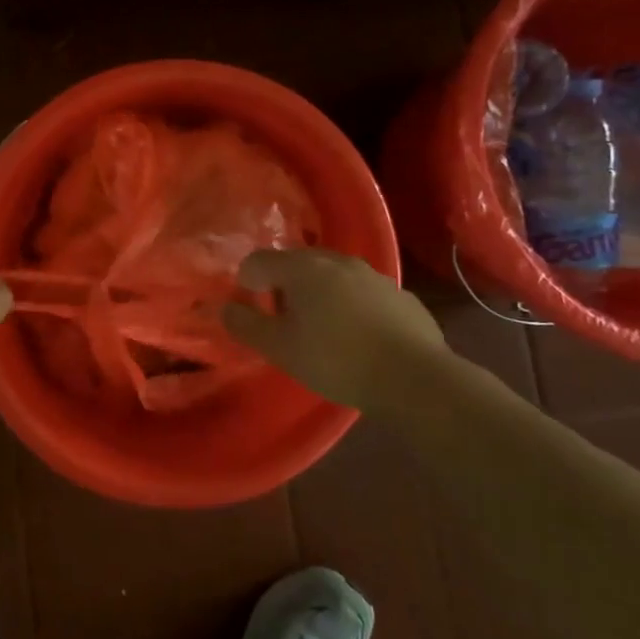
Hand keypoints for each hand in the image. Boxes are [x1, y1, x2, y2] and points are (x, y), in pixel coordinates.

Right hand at [222, 248, 446, 407]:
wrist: (414, 378)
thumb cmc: (336, 360)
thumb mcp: (280, 348)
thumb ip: (247, 325)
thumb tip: (224, 308)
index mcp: (303, 268)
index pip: (260, 260)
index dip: (248, 280)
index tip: (250, 305)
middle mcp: (337, 261)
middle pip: (298, 262)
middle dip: (284, 283)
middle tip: (282, 316)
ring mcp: (374, 276)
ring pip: (334, 275)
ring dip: (320, 292)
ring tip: (321, 326)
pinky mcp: (402, 296)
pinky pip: (364, 293)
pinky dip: (352, 305)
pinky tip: (358, 335)